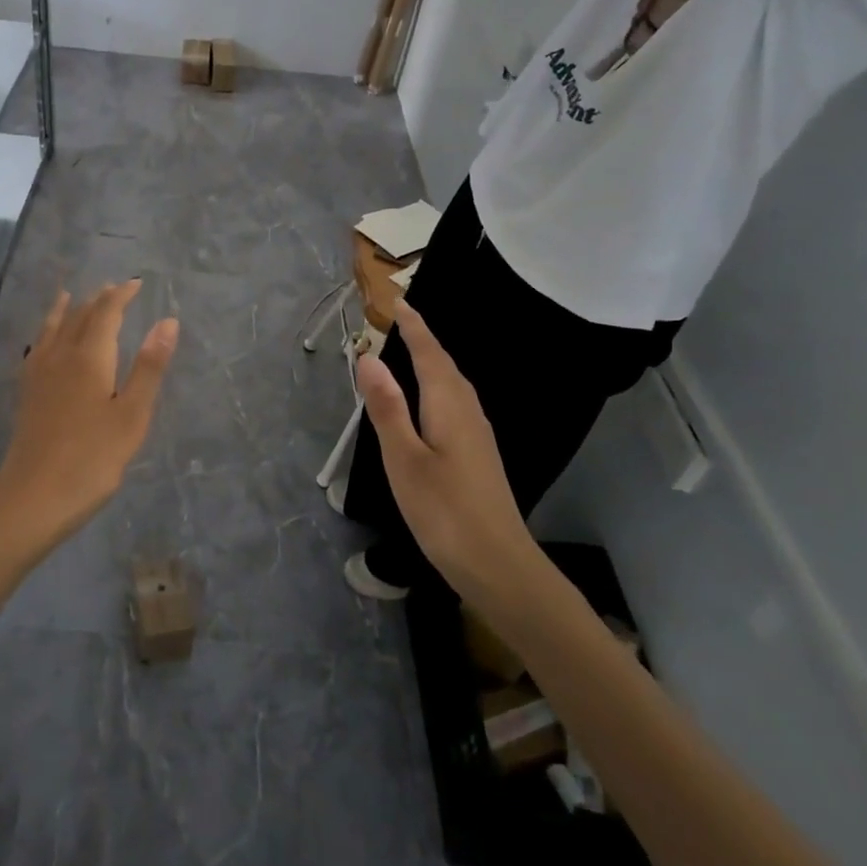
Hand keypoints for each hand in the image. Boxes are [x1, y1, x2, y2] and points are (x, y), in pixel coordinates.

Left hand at [0, 282, 177, 553]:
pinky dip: (46, 331)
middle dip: (98, 299)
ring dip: (67, 309)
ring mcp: (39, 375)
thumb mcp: (132, 415)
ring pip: (53, 329)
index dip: (121, 296)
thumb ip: (149, 366)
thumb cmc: (93, 458)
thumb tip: (168, 321)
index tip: (136, 283)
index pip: (106, 313)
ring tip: (71, 295)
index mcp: (89, 358)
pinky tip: (44, 341)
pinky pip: (38, 347)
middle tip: (114, 288)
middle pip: (79, 317)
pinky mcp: (27, 393)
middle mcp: (60, 357)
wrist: (34, 497)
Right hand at [355, 301, 538, 595]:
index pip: (429, 353)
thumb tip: (369, 357)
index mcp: (449, 405)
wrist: (497, 563)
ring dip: (432, 362)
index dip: (414, 326)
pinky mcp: (478, 453)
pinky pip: (455, 403)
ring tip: (410, 350)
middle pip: (445, 365)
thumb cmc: (444, 510)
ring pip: (453, 384)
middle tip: (400, 320)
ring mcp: (477, 433)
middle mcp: (468, 411)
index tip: (398, 301)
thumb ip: (387, 407)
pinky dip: (438, 386)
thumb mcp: (404, 458)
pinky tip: (429, 402)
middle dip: (423, 339)